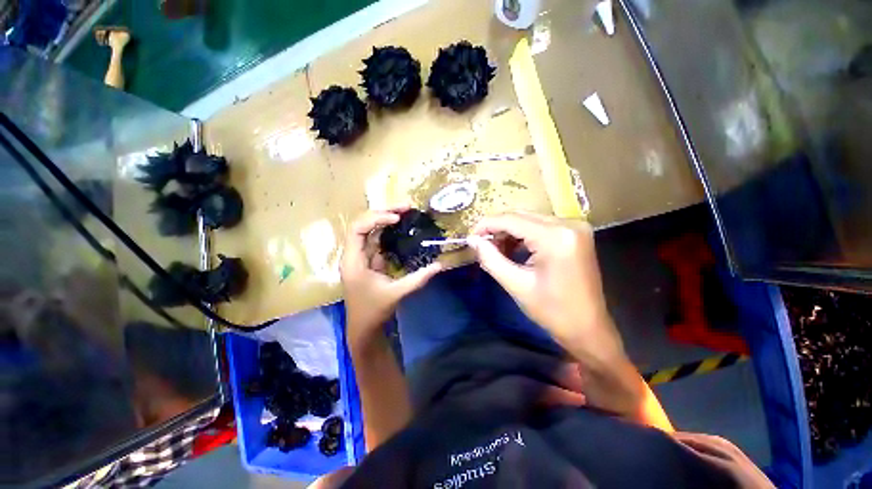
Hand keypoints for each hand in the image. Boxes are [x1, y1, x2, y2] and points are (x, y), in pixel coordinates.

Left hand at [341, 208, 441, 346]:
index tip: (396, 218)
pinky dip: (389, 230)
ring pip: (370, 229)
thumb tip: (440, 265)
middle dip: (384, 212)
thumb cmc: (374, 311)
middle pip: (363, 224)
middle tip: (406, 206)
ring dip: (386, 218)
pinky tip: (402, 225)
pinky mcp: (369, 259)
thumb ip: (418, 278)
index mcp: (354, 261)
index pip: (358, 229)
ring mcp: (361, 255)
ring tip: (406, 210)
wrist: (363, 326)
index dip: (376, 219)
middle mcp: (354, 254)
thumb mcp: (397, 293)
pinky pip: (377, 239)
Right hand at [470, 211, 623, 364]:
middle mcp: (568, 223)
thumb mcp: (516, 284)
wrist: (588, 328)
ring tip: (495, 250)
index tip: (470, 237)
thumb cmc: (552, 311)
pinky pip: (540, 226)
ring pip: (529, 220)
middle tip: (480, 245)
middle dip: (496, 229)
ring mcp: (574, 227)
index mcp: (555, 237)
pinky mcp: (574, 233)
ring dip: (508, 232)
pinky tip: (513, 249)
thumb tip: (472, 241)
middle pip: (520, 216)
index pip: (511, 219)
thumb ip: (490, 258)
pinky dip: (522, 236)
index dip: (486, 225)